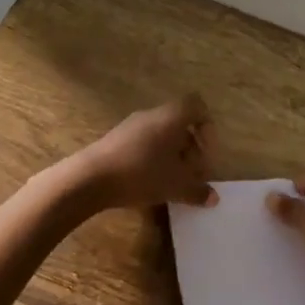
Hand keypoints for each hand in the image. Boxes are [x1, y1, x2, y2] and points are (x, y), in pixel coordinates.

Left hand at [71, 94, 217, 212]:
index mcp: (171, 117)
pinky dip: (153, 158)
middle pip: (180, 123)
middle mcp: (152, 115)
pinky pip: (144, 142)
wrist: (91, 177)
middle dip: (191, 148)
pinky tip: (149, 182)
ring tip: (172, 182)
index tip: (206, 155)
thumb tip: (213, 198)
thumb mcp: (175, 186)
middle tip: (192, 174)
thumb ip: (197, 191)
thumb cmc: (141, 173)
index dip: (207, 128)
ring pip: (161, 134)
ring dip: (172, 155)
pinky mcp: (116, 139)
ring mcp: (131, 125)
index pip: (196, 106)